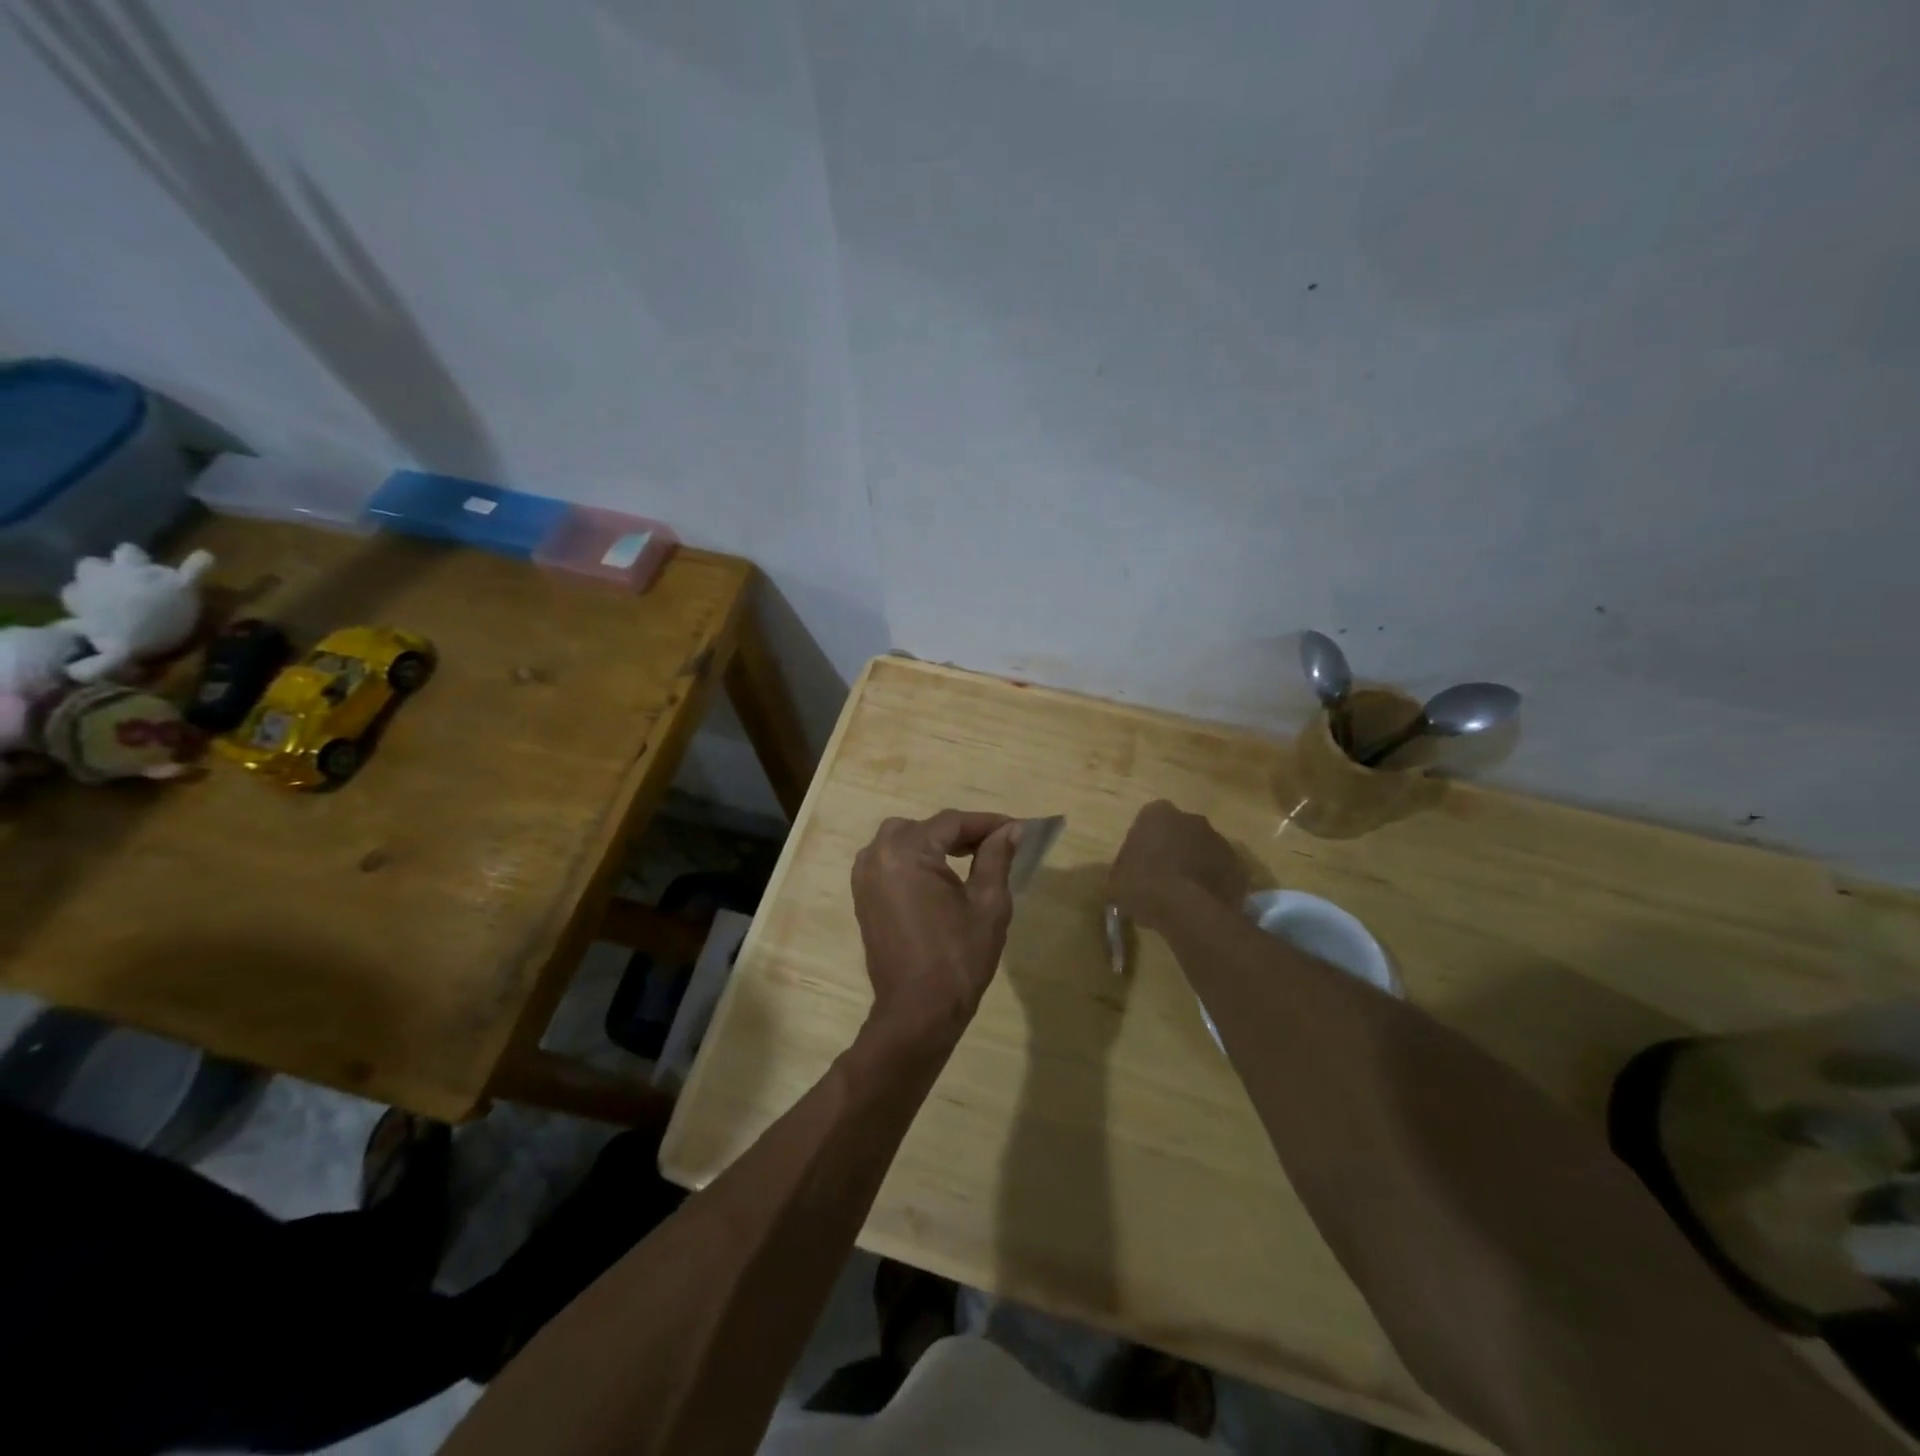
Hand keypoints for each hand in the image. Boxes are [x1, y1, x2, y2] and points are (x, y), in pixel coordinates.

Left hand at [852, 810, 1022, 1041]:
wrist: (917, 1012)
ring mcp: (864, 877)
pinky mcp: (863, 897)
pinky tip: (940, 877)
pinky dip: (913, 859)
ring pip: (902, 840)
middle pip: (924, 827)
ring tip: (969, 858)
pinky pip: (889, 861)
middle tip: (994, 846)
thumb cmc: (958, 957)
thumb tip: (1012, 829)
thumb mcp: (988, 903)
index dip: (986, 823)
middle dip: (959, 832)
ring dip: (934, 843)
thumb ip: (996, 858)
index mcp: (905, 853)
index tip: (1017, 828)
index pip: (951, 822)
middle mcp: (877, 856)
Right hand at [1108, 800, 1248, 932]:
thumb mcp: (1116, 880)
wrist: (1188, 910)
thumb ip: (1123, 870)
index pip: (1149, 820)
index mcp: (1157, 814)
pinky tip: (1202, 902)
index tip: (1141, 862)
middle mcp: (1191, 818)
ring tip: (1184, 894)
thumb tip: (1125, 875)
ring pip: (1204, 849)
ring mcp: (1219, 840)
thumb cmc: (1143, 886)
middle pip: (1180, 831)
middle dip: (1174, 848)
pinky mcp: (1238, 865)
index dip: (1145, 841)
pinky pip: (1221, 871)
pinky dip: (1214, 882)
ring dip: (1196, 864)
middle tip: (1163, 876)